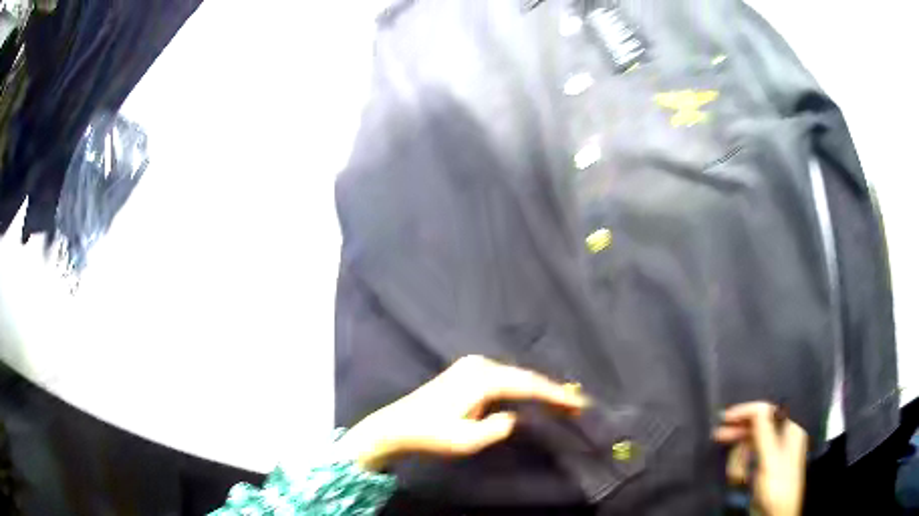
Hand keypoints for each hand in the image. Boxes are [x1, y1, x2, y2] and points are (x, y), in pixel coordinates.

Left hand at [338, 355, 587, 470]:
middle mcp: (480, 365)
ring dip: (537, 388)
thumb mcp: (467, 440)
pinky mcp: (468, 371)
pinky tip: (533, 394)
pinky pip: (504, 377)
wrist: (398, 426)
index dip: (555, 395)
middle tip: (576, 403)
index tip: (579, 403)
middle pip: (524, 377)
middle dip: (550, 390)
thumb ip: (498, 428)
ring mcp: (472, 365)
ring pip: (515, 376)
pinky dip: (521, 386)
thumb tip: (515, 417)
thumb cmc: (431, 435)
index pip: (527, 386)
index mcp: (482, 380)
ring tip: (561, 400)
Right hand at [713, 402, 807, 515]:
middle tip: (718, 435)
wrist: (776, 515)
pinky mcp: (763, 469)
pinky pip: (749, 460)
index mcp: (790, 430)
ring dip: (740, 458)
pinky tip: (738, 478)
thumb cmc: (776, 486)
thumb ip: (764, 433)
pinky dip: (741, 467)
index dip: (747, 412)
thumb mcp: (769, 460)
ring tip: (736, 475)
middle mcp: (783, 438)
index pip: (767, 412)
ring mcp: (773, 454)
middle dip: (739, 433)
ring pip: (750, 445)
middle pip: (758, 427)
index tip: (725, 418)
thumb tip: (756, 406)